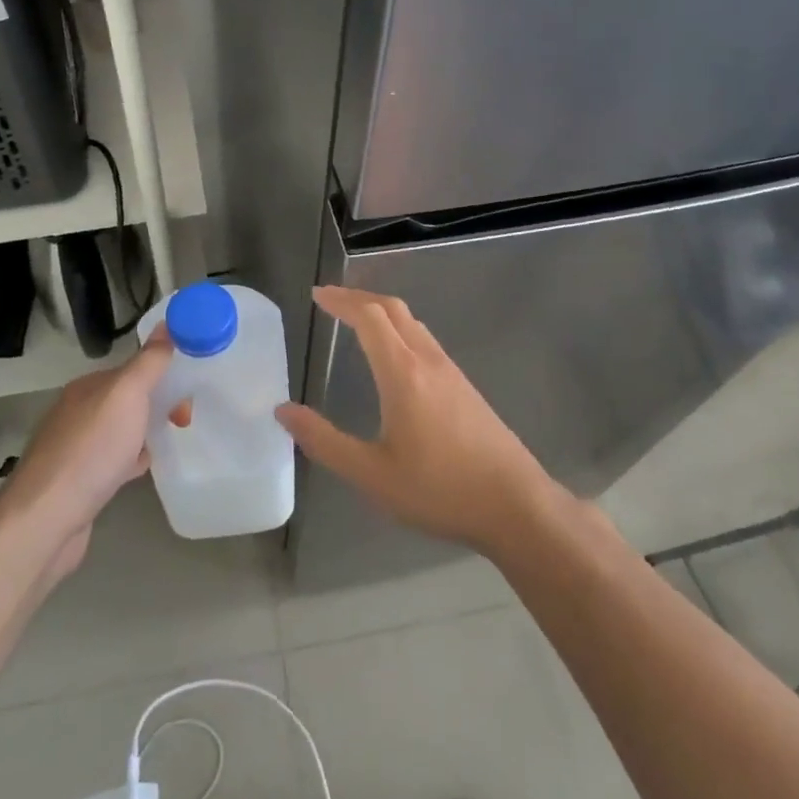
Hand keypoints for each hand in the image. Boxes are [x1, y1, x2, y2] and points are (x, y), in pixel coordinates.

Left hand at [0, 334, 173, 560]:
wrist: (46, 520)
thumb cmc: (91, 451)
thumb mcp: (127, 395)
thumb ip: (149, 361)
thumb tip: (168, 323)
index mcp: (88, 387)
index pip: (134, 369)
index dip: (164, 375)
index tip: (188, 395)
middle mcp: (78, 411)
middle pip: (129, 398)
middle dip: (159, 404)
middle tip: (183, 422)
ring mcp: (76, 447)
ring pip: (123, 429)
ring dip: (146, 432)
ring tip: (168, 443)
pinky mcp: (78, 481)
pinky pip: (114, 460)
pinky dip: (132, 460)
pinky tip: (142, 471)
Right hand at [276, 285, 557, 555]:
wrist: (515, 504)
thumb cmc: (439, 490)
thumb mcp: (371, 474)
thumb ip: (324, 441)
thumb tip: (283, 411)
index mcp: (403, 373)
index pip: (369, 317)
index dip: (341, 301)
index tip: (316, 295)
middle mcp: (428, 361)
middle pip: (392, 309)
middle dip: (359, 298)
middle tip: (330, 300)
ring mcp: (451, 371)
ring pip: (412, 323)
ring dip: (381, 312)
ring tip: (356, 320)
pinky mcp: (465, 387)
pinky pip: (425, 340)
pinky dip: (400, 329)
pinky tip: (394, 356)